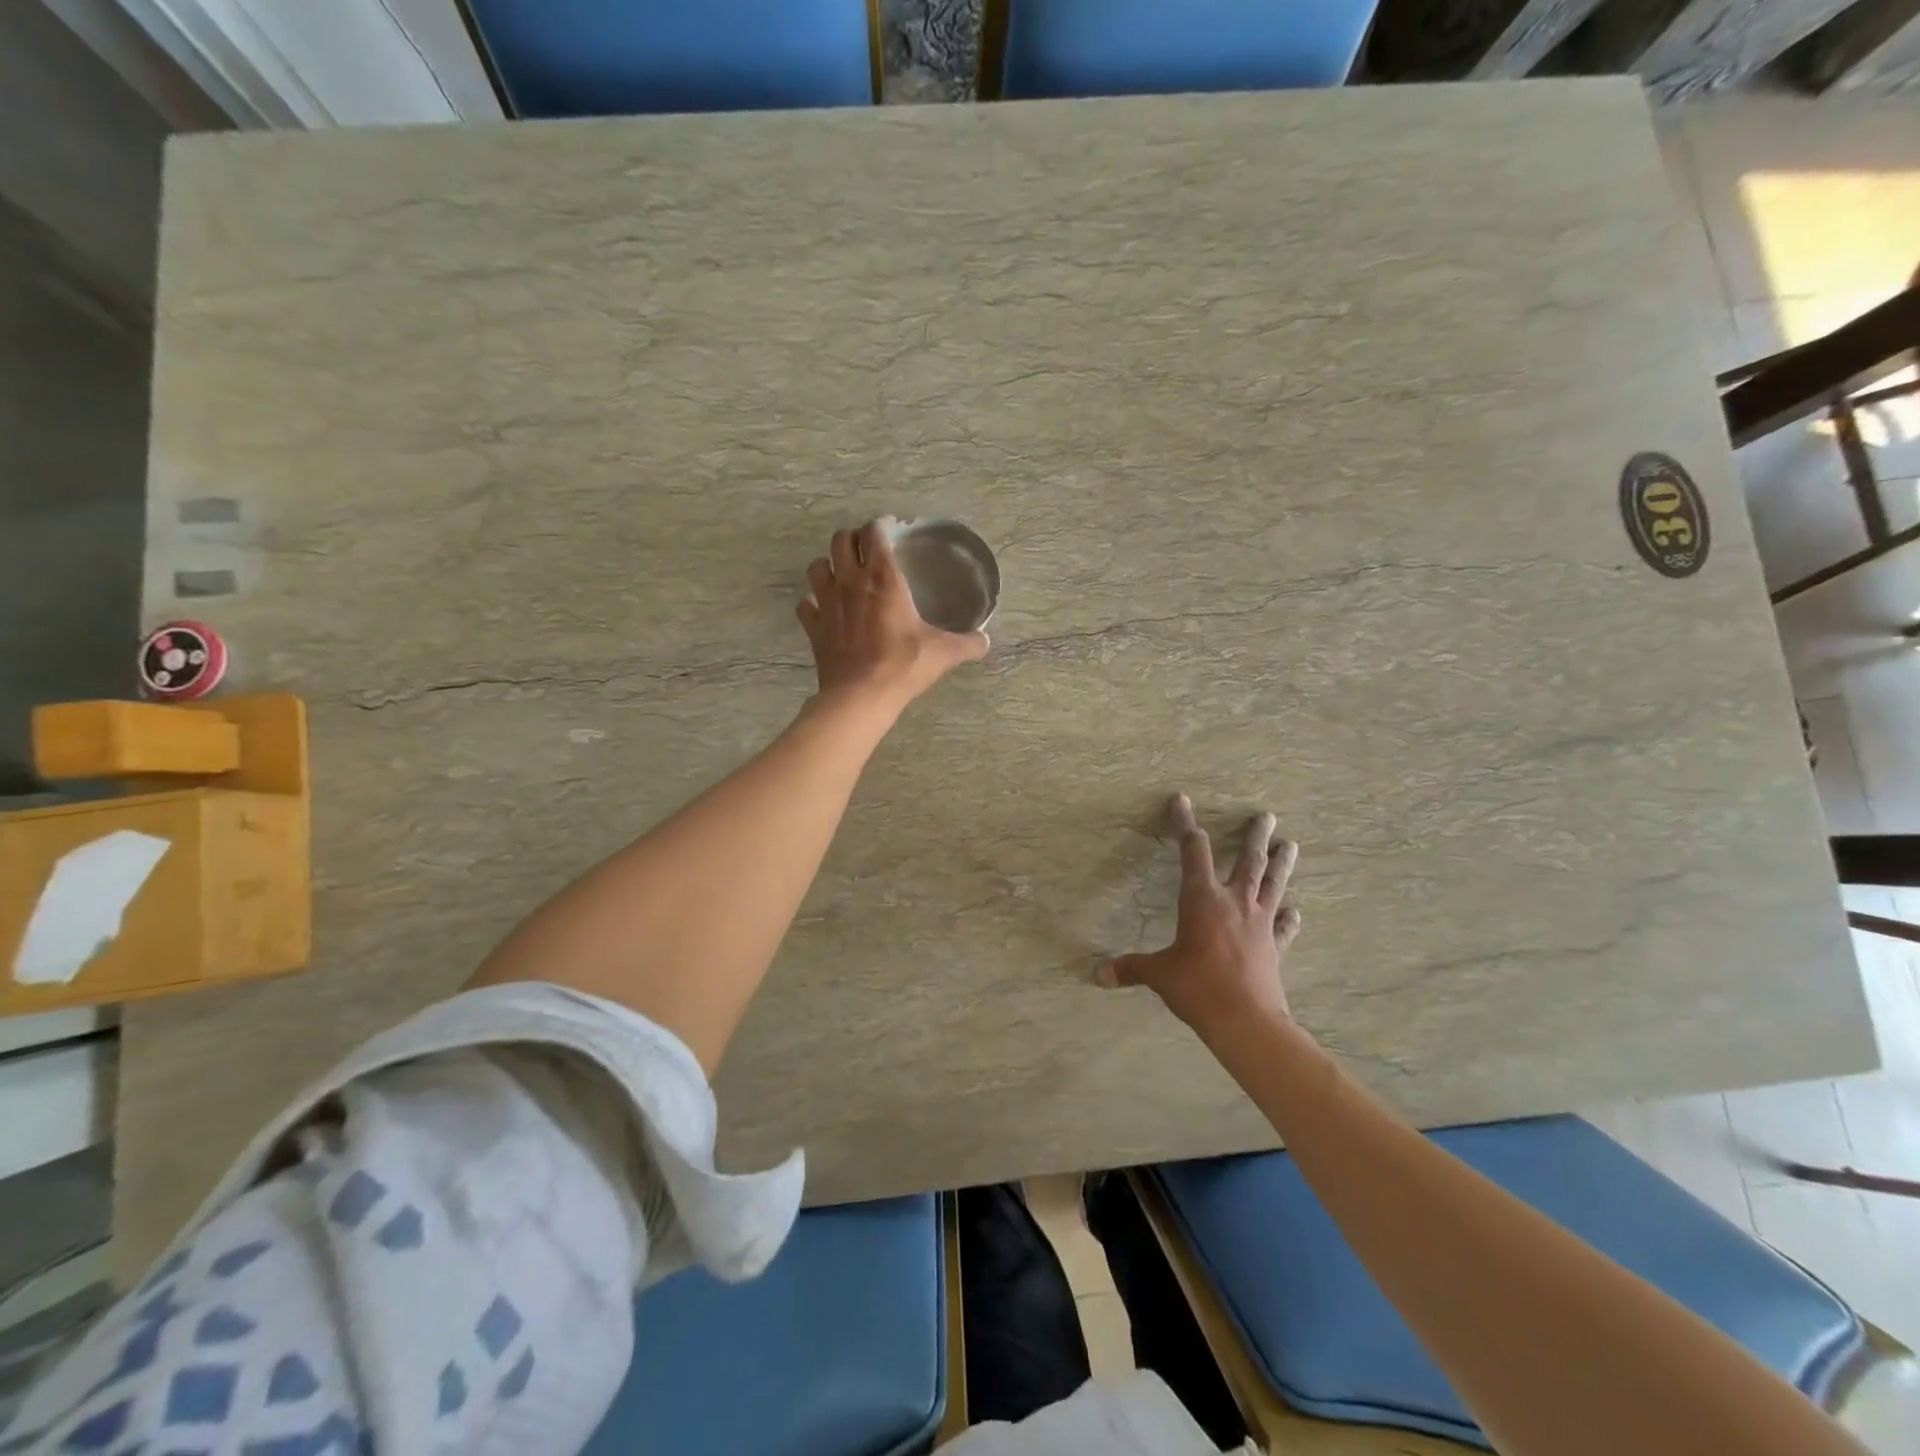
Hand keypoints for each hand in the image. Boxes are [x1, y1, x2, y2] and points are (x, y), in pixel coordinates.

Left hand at [798, 518, 988, 715]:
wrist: (861, 696)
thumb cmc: (903, 665)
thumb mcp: (943, 653)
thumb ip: (968, 643)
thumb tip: (985, 641)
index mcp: (883, 577)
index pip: (874, 533)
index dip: (880, 526)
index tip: (889, 530)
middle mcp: (851, 581)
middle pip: (841, 540)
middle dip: (852, 540)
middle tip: (866, 550)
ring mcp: (827, 602)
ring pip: (817, 566)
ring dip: (828, 566)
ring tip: (841, 576)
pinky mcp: (813, 626)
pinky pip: (805, 604)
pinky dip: (813, 603)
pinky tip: (824, 610)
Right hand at [1101, 794, 1302, 1036]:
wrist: (1245, 1020)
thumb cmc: (1198, 987)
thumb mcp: (1159, 974)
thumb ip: (1131, 968)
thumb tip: (1099, 974)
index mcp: (1202, 899)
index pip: (1193, 850)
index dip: (1185, 823)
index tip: (1182, 801)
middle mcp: (1234, 903)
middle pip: (1248, 861)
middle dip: (1255, 836)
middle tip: (1266, 816)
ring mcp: (1259, 924)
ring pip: (1272, 885)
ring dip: (1282, 864)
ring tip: (1291, 845)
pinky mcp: (1274, 947)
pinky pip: (1283, 928)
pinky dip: (1289, 919)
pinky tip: (1295, 912)